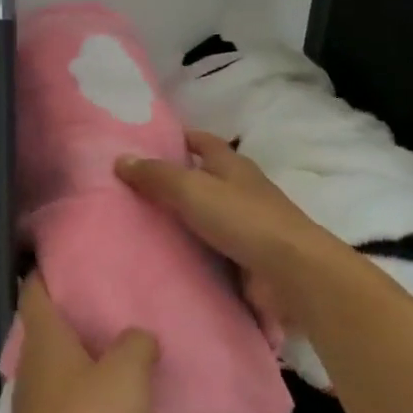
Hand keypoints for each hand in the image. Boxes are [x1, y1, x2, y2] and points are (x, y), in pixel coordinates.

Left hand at [8, 273, 156, 412]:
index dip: (45, 271)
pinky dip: (90, 401)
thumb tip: (138, 336)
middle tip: (110, 304)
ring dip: (84, 362)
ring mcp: (39, 408)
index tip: (66, 258)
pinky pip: (71, 409)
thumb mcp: (126, 374)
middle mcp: (35, 367)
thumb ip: (136, 345)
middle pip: (48, 330)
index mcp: (45, 340)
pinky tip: (119, 408)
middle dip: (73, 317)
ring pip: (60, 370)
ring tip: (121, 353)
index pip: (35, 291)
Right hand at [115, 130, 352, 328]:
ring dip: (184, 218)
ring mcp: (249, 225)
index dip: (180, 139)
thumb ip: (156, 175)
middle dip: (176, 180)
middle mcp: (242, 190)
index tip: (149, 144)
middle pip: (205, 178)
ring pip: (208, 215)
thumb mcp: (191, 189)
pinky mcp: (249, 258)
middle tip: (134, 189)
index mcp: (232, 165)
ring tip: (142, 225)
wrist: (292, 273)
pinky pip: (214, 248)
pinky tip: (169, 257)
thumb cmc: (243, 219)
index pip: (203, 142)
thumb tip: (120, 159)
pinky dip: (195, 250)